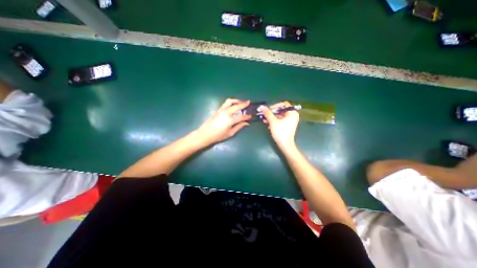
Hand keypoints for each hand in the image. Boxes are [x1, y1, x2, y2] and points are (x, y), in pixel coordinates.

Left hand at [194, 97, 250, 144]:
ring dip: (237, 100)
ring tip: (241, 102)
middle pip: (237, 106)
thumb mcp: (230, 133)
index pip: (241, 116)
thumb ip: (239, 127)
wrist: (205, 134)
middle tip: (249, 102)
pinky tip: (233, 105)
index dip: (247, 116)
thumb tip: (246, 123)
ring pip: (230, 101)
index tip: (251, 116)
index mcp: (230, 119)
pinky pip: (226, 103)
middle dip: (244, 104)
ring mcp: (221, 110)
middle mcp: (226, 112)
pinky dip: (231, 102)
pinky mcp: (218, 110)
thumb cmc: (218, 135)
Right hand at [259, 102, 299, 148]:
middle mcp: (292, 116)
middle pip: (280, 110)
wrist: (284, 145)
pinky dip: (273, 121)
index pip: (283, 104)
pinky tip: (266, 123)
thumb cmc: (280, 132)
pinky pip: (279, 120)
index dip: (275, 106)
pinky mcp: (286, 126)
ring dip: (271, 117)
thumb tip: (261, 106)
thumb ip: (267, 113)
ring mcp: (289, 121)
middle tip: (264, 114)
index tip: (268, 110)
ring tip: (264, 119)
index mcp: (292, 113)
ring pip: (278, 116)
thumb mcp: (273, 121)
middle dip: (271, 112)